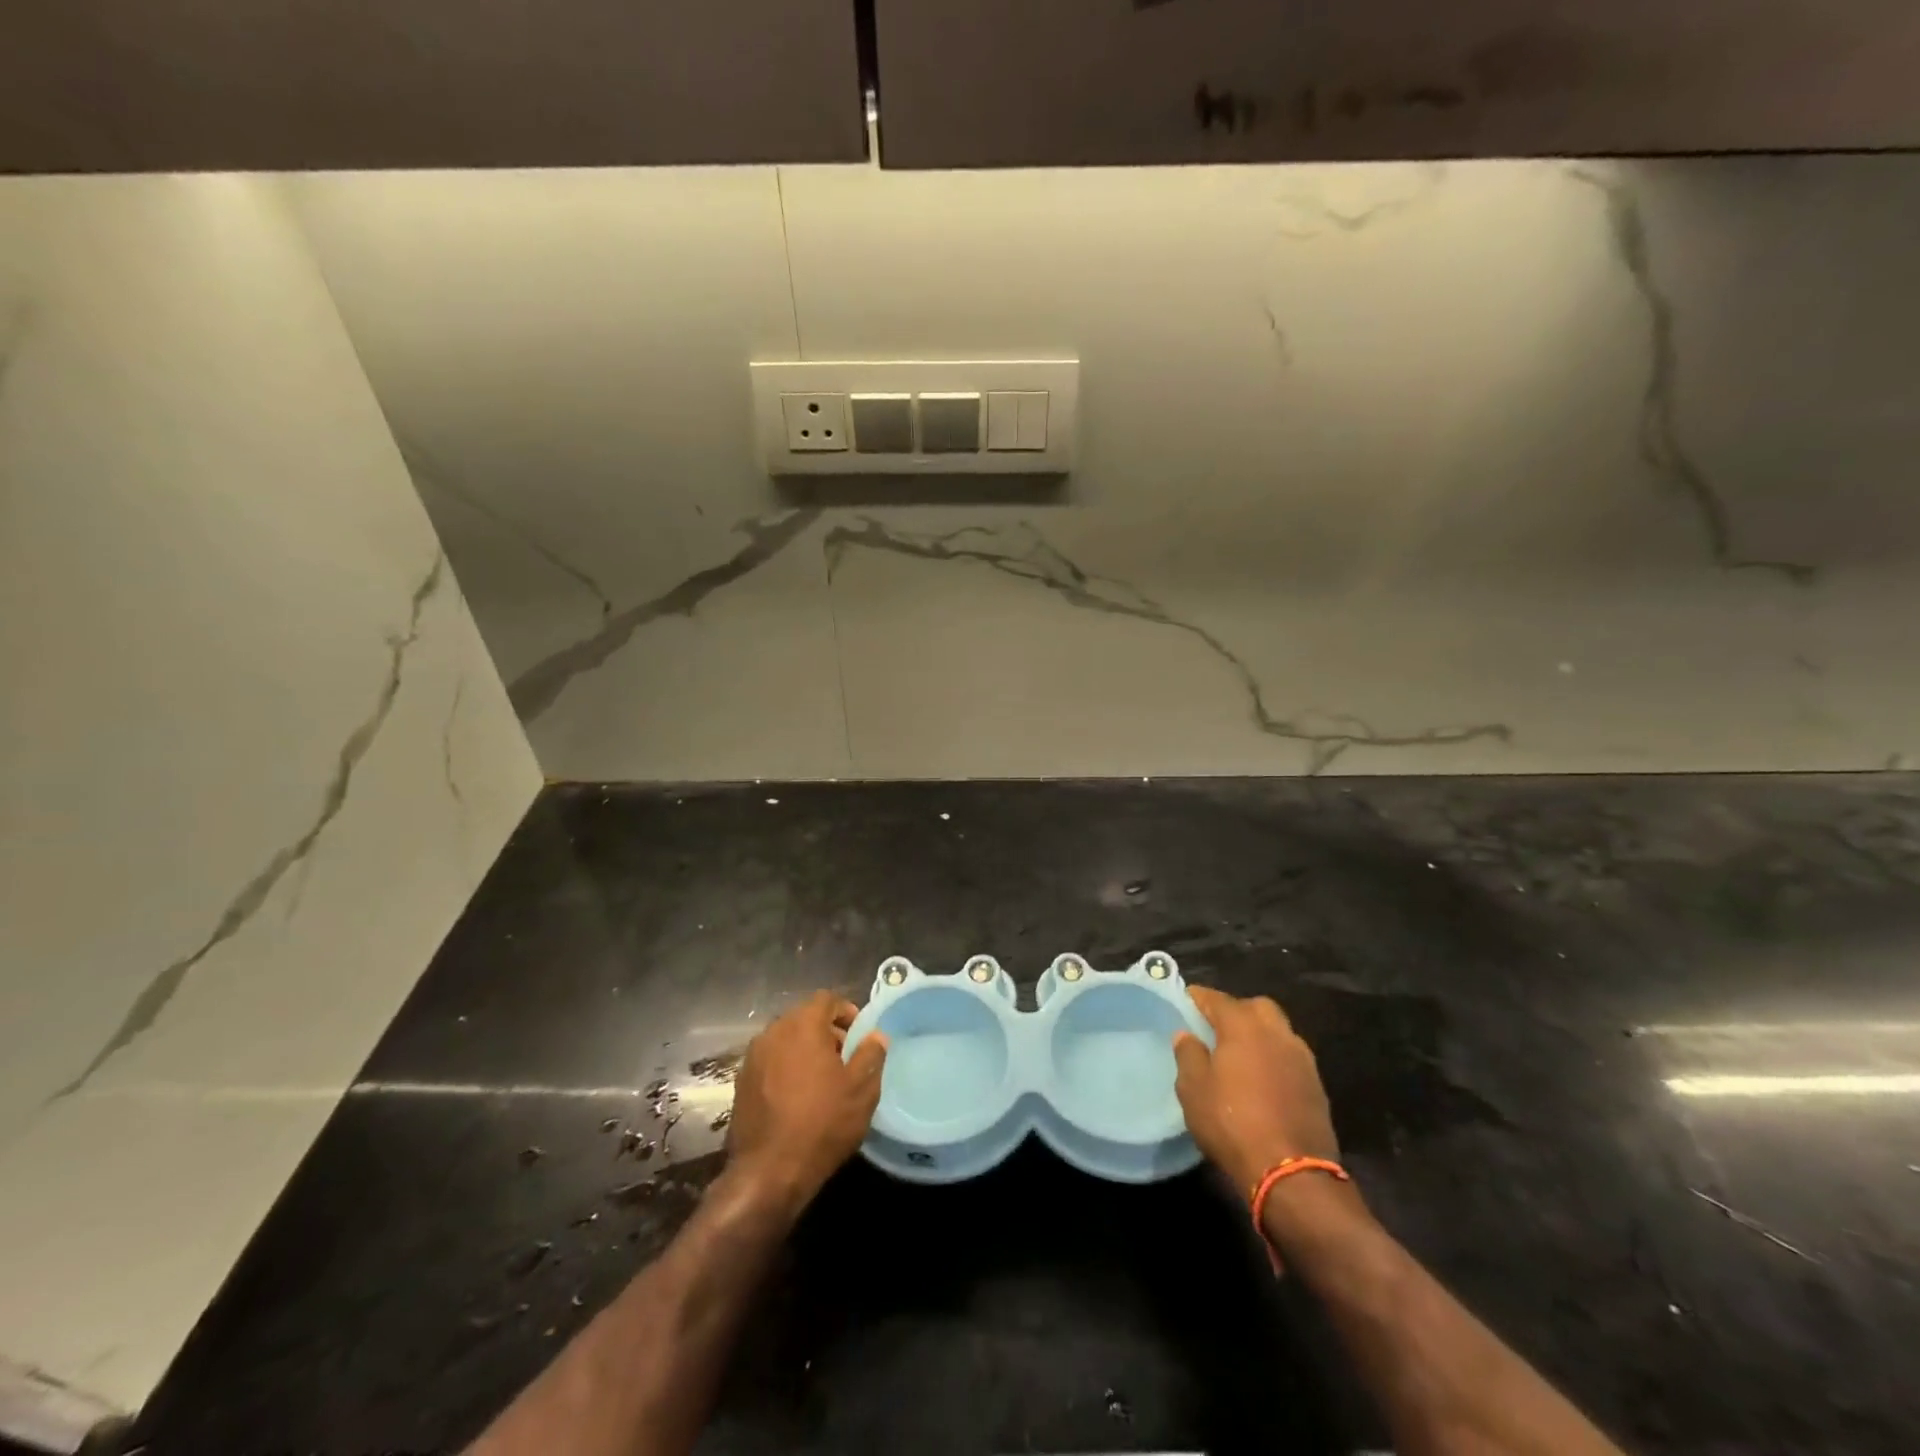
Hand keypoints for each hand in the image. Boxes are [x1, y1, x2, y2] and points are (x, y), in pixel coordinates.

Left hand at [725, 991, 888, 1210]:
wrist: (768, 1172)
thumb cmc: (822, 1123)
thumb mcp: (861, 1089)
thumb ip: (871, 1054)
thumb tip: (876, 1035)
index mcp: (802, 1025)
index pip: (826, 999)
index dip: (846, 1011)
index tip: (859, 1035)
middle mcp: (773, 1032)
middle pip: (804, 1017)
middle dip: (826, 1031)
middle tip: (845, 1058)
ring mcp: (753, 1057)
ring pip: (785, 1039)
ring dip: (805, 1049)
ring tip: (822, 1079)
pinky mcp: (741, 1082)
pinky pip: (770, 1061)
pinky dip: (786, 1067)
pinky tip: (798, 1096)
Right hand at [1173, 987, 1339, 1199]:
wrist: (1292, 1173)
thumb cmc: (1232, 1123)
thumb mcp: (1194, 1090)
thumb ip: (1188, 1055)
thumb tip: (1187, 1034)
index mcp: (1244, 1027)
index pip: (1218, 999)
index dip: (1200, 997)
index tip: (1187, 999)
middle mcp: (1277, 1034)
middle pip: (1256, 1007)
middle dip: (1236, 1010)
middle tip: (1217, 1027)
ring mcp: (1302, 1059)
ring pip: (1279, 1031)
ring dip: (1260, 1035)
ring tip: (1241, 1054)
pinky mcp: (1317, 1086)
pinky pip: (1291, 1057)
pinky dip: (1275, 1058)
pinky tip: (1263, 1079)